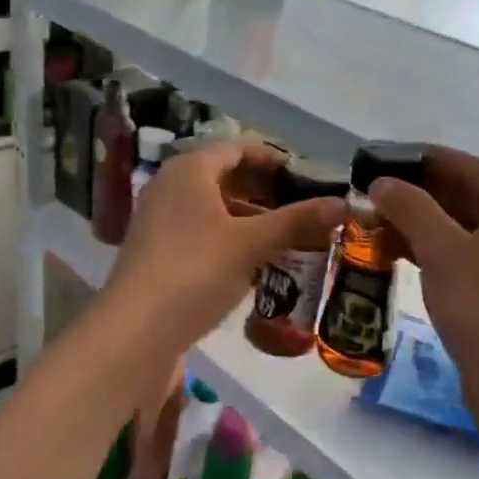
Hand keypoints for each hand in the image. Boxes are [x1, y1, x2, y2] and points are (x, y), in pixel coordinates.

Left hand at [103, 141, 345, 353]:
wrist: (136, 330)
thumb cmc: (195, 270)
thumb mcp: (250, 244)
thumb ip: (296, 222)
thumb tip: (343, 204)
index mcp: (190, 170)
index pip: (238, 149)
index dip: (274, 160)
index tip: (306, 178)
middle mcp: (170, 186)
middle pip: (225, 178)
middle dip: (265, 193)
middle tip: (303, 210)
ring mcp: (159, 220)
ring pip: (214, 209)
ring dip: (250, 220)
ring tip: (288, 238)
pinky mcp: (157, 252)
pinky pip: (201, 234)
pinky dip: (230, 241)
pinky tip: (254, 264)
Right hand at [368, 146, 478, 392]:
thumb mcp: (442, 249)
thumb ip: (410, 207)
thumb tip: (380, 182)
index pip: (465, 165)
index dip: (419, 159)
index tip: (378, 158)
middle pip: (461, 195)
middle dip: (414, 193)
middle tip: (367, 192)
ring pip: (456, 226)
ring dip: (416, 222)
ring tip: (370, 220)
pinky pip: (457, 253)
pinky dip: (427, 248)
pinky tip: (391, 249)